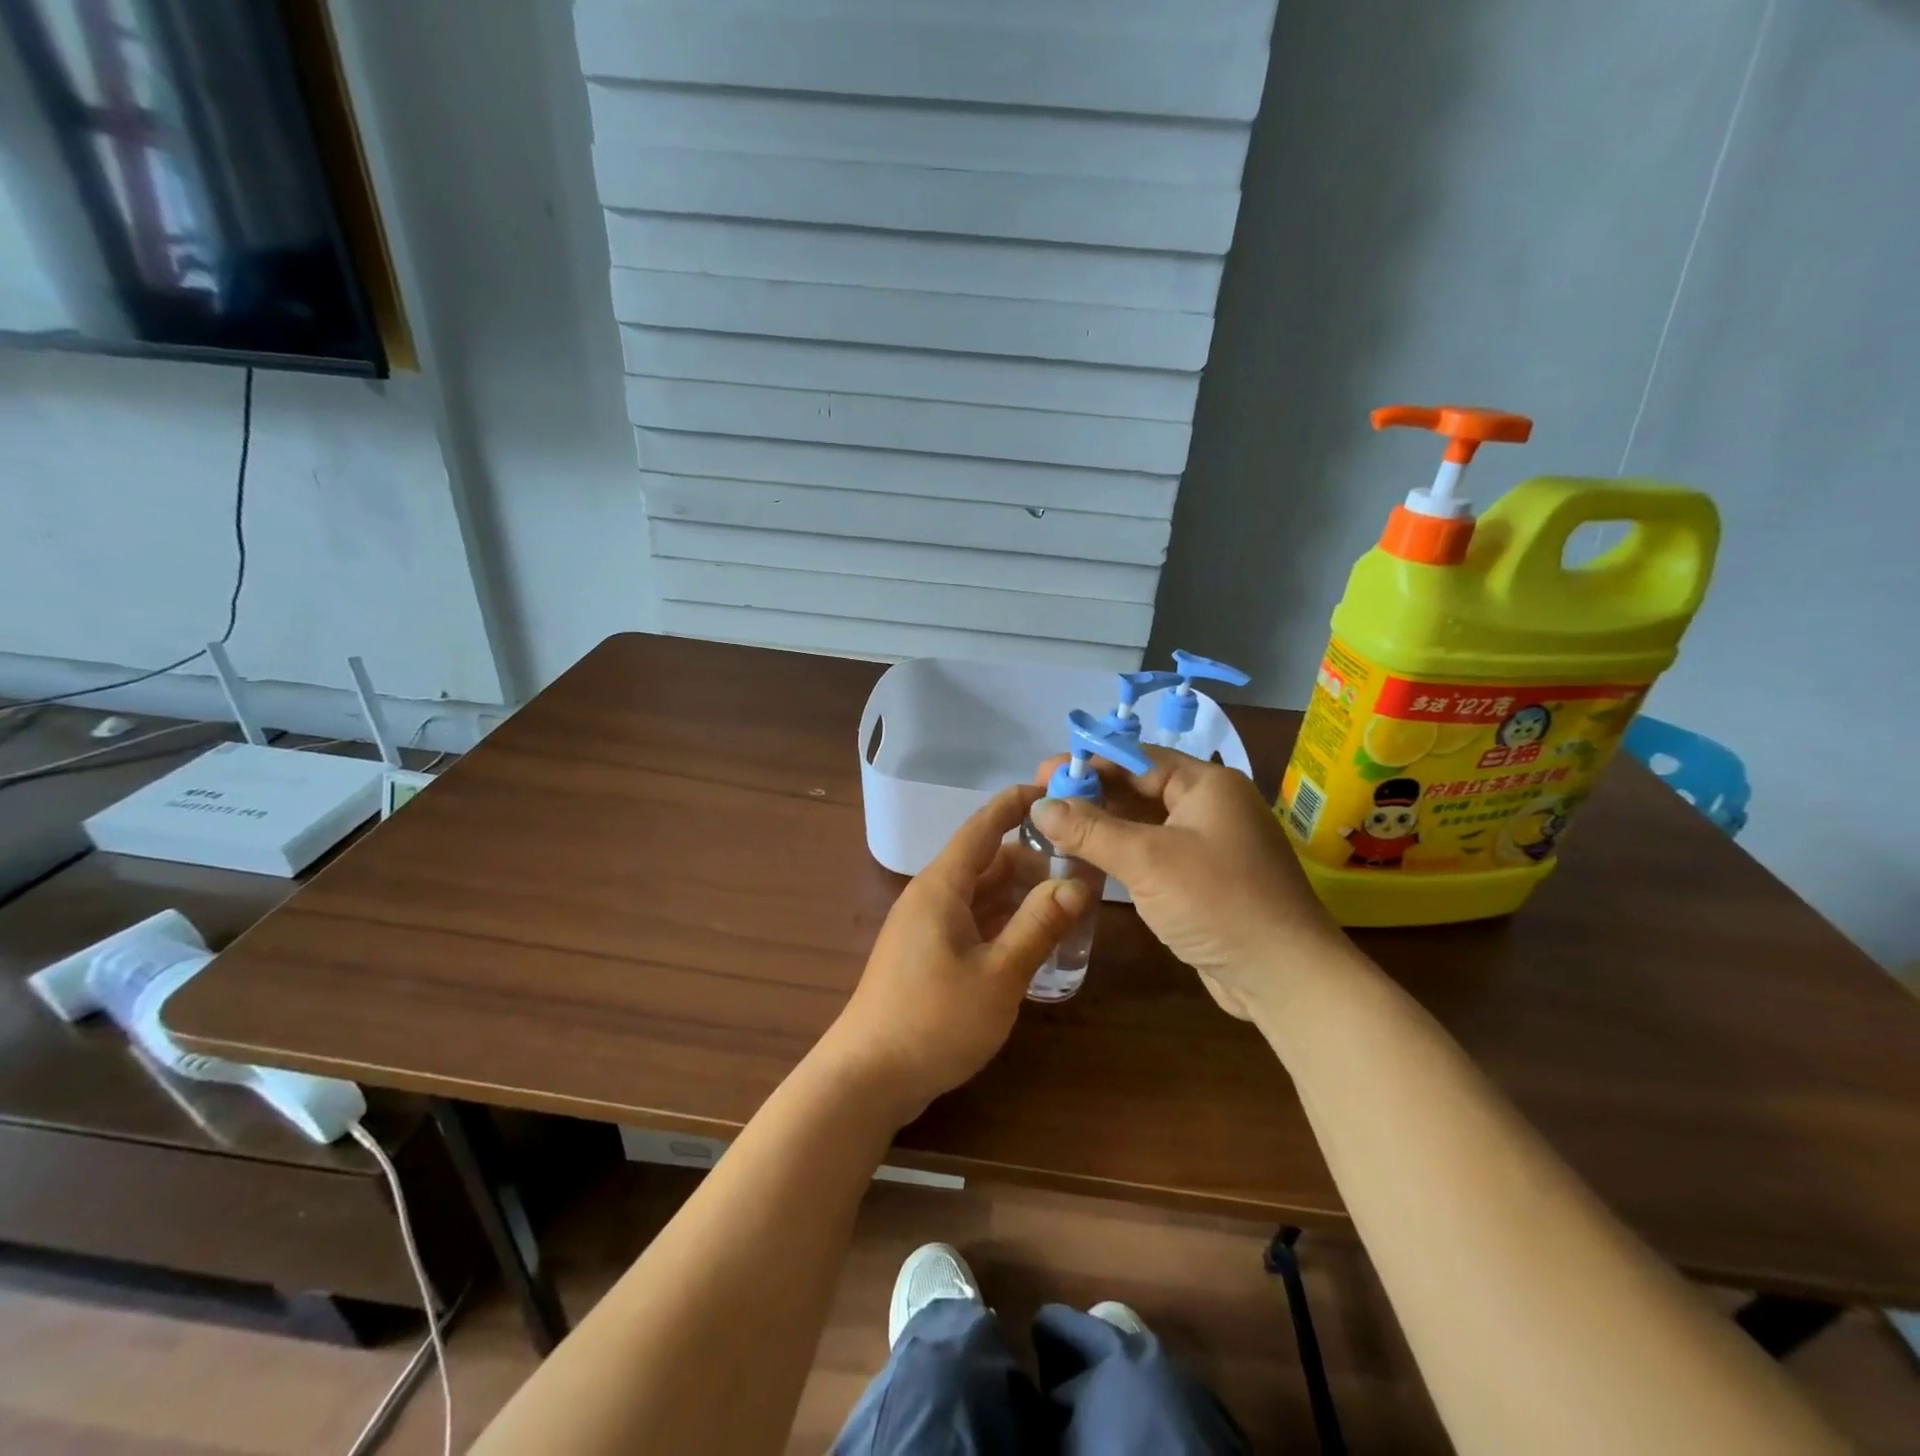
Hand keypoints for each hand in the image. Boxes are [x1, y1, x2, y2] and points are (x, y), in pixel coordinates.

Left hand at [818, 784, 1090, 1122]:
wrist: (867, 1077)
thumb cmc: (934, 1021)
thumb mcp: (998, 975)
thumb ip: (1038, 926)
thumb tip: (1076, 884)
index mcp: (941, 887)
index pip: (982, 828)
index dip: (1014, 805)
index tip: (1050, 789)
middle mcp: (931, 897)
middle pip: (986, 862)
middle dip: (1031, 859)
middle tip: (1081, 862)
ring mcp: (926, 928)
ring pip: (980, 895)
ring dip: (1019, 894)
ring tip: (1069, 899)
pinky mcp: (926, 956)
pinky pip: (972, 922)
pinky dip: (1003, 922)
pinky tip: (1034, 937)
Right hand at [1031, 749, 1347, 1018]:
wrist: (1285, 977)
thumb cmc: (1218, 902)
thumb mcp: (1147, 859)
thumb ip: (1090, 829)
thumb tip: (1039, 806)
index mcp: (1207, 784)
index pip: (1137, 759)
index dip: (1088, 763)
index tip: (1042, 773)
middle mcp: (1211, 807)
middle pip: (1140, 788)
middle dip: (1092, 795)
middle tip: (1041, 803)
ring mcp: (1211, 845)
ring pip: (1145, 824)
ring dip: (1103, 826)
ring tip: (1054, 829)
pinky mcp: (1206, 880)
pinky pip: (1155, 854)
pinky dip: (1122, 854)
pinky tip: (1088, 860)